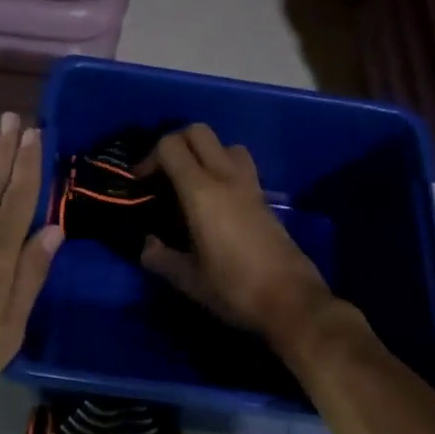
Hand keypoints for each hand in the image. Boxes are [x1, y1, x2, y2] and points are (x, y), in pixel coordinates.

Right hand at [141, 124, 357, 363]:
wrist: (292, 302)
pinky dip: (223, 169)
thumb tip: (147, 244)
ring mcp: (250, 184)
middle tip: (164, 174)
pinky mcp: (265, 197)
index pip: (171, 146)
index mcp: (201, 192)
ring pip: (224, 144)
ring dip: (204, 153)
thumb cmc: (234, 288)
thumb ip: (160, 257)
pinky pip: (240, 165)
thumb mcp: (188, 279)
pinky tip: (216, 201)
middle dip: (176, 144)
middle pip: (198, 131)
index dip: (149, 157)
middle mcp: (226, 177)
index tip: (142, 182)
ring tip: (192, 183)